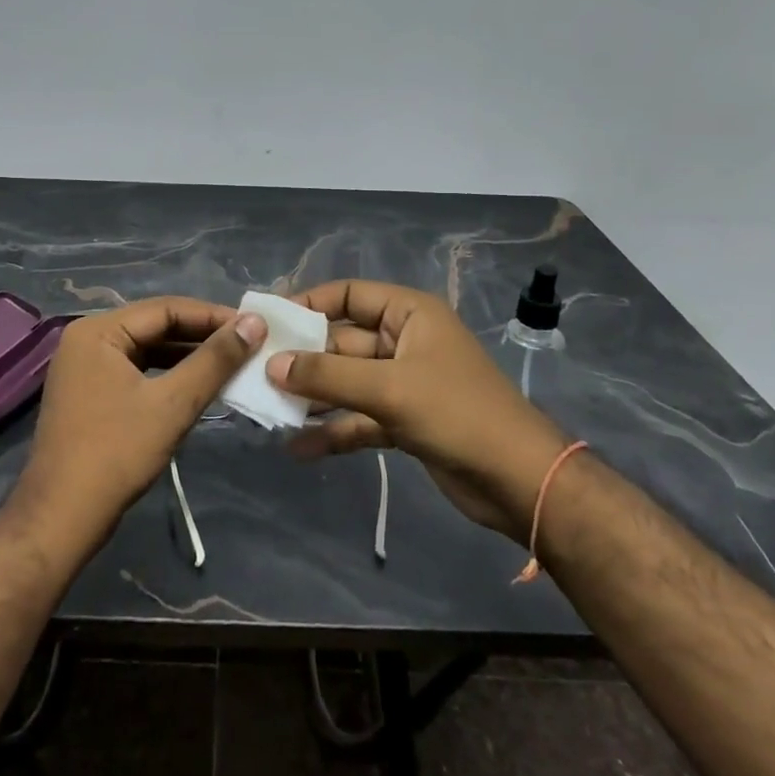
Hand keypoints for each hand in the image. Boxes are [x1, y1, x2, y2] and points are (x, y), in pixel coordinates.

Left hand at [14, 297, 265, 551]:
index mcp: (98, 330)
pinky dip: (168, 375)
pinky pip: (137, 371)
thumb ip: (215, 360)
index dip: (213, 316)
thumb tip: (255, 323)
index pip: (166, 309)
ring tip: (230, 364)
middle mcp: (87, 339)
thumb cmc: (116, 454)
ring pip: (148, 349)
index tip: (254, 327)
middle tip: (248, 344)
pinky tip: (198, 386)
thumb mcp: (173, 403)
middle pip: (155, 326)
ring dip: (188, 356)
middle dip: (202, 336)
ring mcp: (85, 367)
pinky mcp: (90, 393)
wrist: (61, 519)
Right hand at [273, 280, 568, 542]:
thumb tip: (272, 365)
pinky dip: (333, 430)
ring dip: (313, 396)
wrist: (519, 481)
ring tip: (267, 409)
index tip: (269, 321)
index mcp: (409, 314)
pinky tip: (298, 447)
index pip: (349, 295)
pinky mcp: (404, 421)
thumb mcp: (389, 388)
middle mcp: (404, 341)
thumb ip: (328, 376)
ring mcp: (404, 382)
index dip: (309, 303)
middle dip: (303, 358)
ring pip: (347, 382)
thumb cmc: (457, 413)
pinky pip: (359, 417)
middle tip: (255, 372)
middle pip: (342, 341)